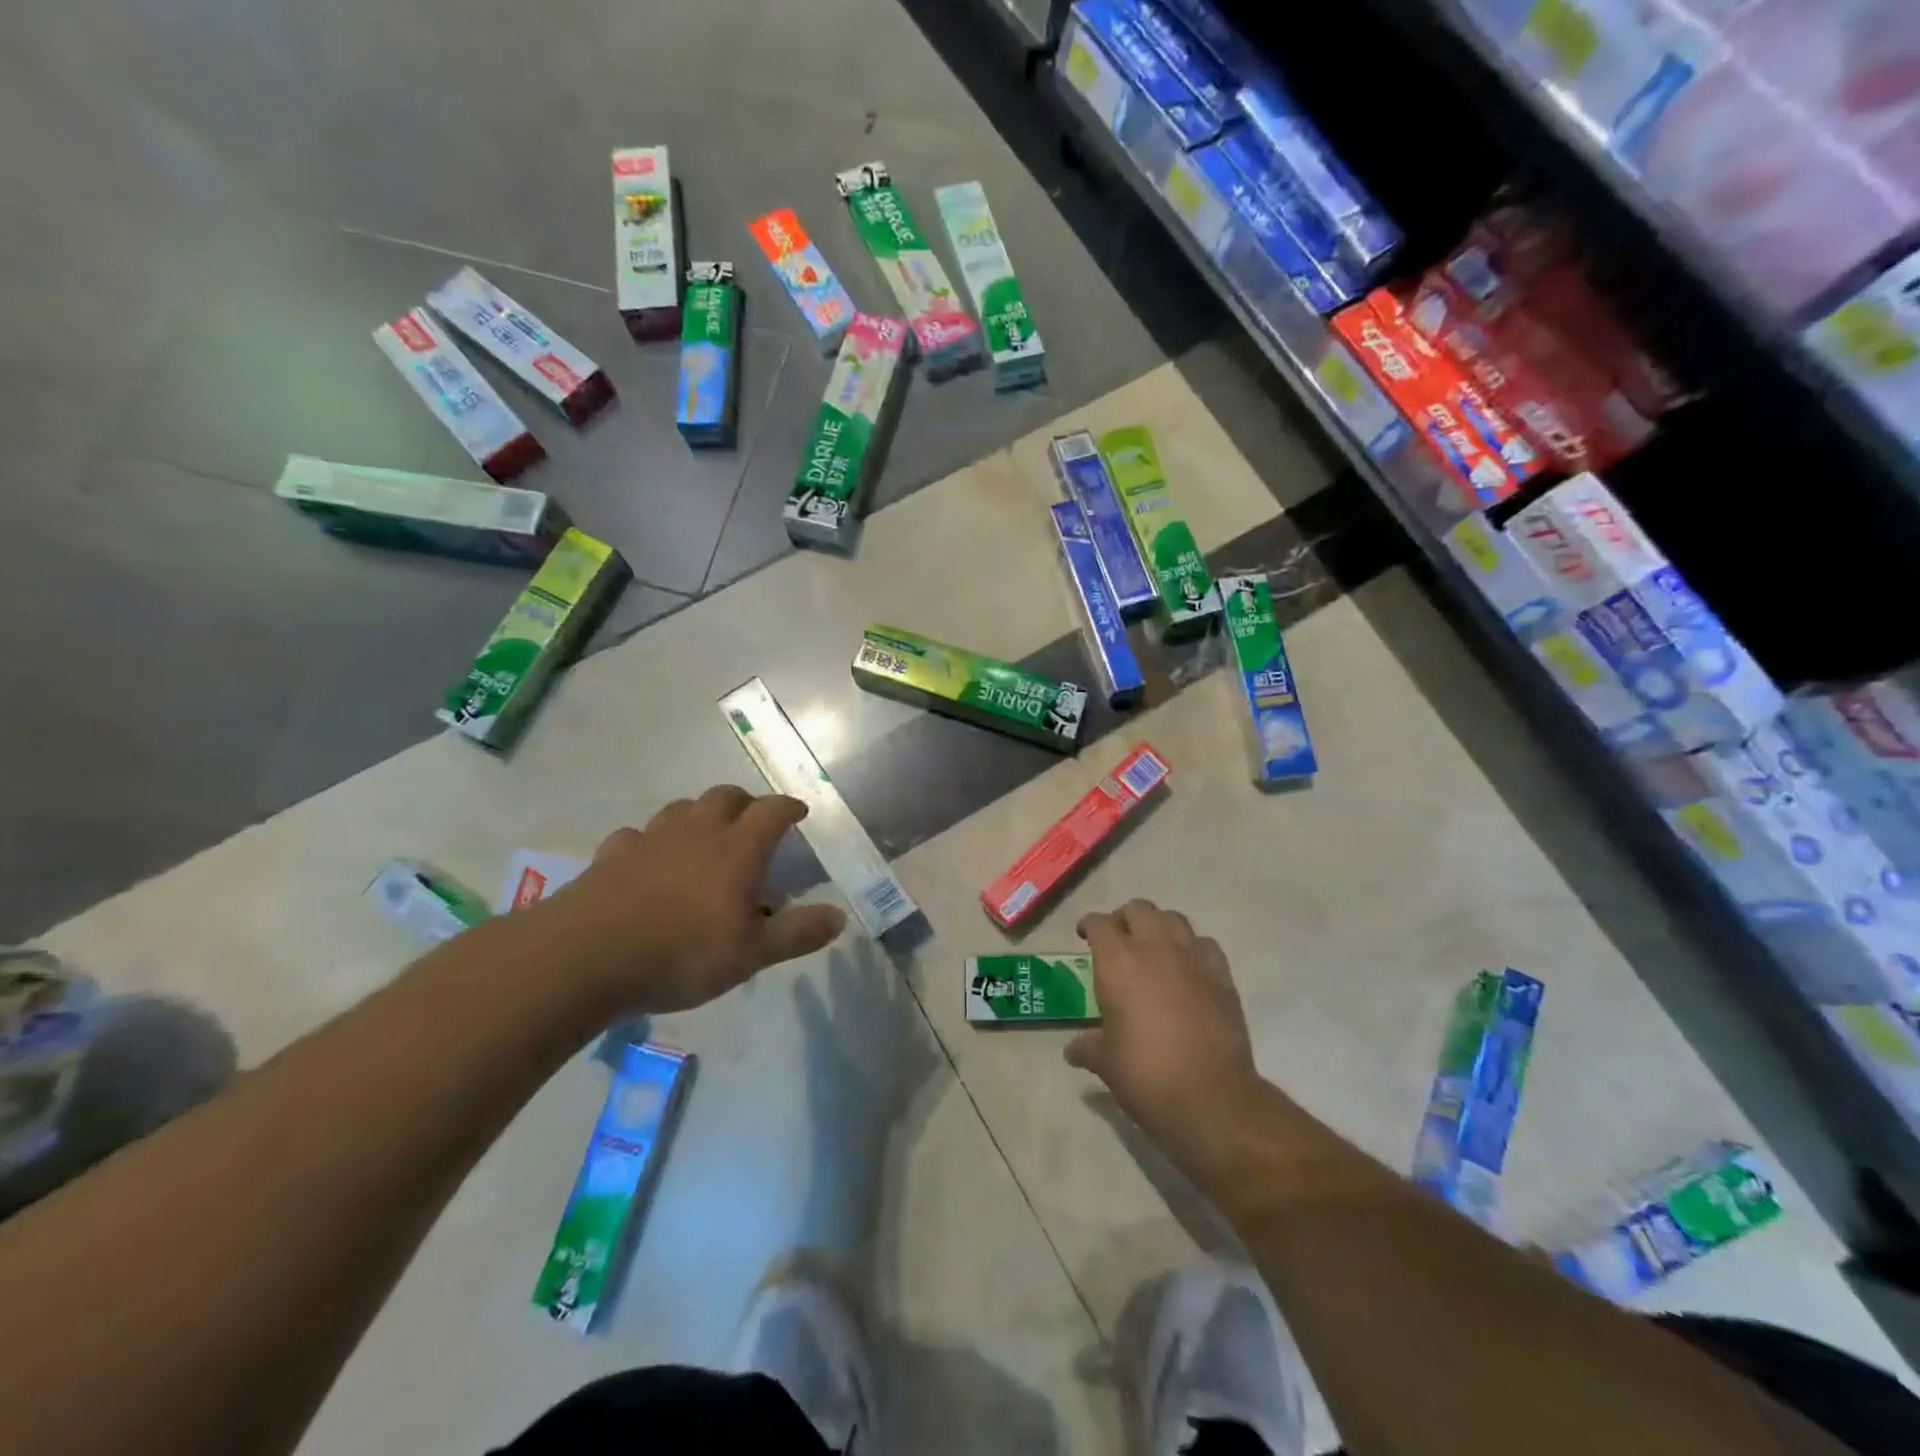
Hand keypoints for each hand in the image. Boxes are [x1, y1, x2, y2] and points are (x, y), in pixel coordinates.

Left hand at [541, 786, 846, 1013]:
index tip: (800, 811)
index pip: (772, 811)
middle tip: (754, 822)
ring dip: (700, 815)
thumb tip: (840, 916)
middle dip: (746, 803)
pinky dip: (653, 842)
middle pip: (726, 796)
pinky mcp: (613, 854)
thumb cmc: (682, 953)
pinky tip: (649, 862)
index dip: (789, 807)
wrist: (585, 957)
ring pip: (682, 808)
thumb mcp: (752, 954)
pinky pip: (639, 836)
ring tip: (705, 837)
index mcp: (737, 848)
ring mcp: (651, 838)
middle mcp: (697, 831)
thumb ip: (798, 933)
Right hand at [1065, 899, 1268, 1179]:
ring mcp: (1193, 958)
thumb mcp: (1106, 1062)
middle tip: (1118, 940)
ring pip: (1174, 919)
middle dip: (1124, 919)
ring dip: (1159, 927)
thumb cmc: (1146, 1075)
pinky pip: (1205, 944)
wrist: (1210, 1097)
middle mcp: (1155, 948)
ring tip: (1153, 948)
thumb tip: (1073, 1050)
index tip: (1084, 937)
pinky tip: (1188, 968)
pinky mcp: (1222, 976)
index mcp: (1118, 961)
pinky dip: (1193, 948)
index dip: (1088, 926)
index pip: (1099, 923)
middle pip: (1138, 909)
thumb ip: (1088, 1047)